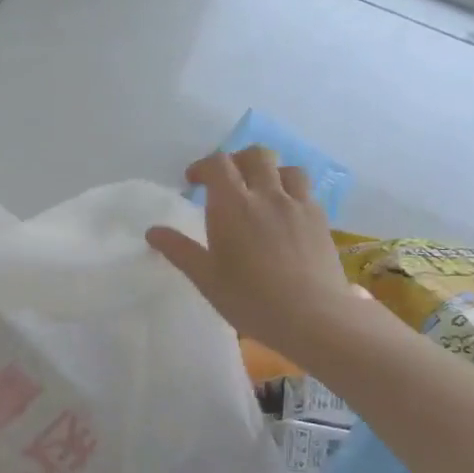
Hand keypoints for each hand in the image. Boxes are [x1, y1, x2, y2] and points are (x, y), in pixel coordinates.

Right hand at [146, 148, 365, 364]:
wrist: (313, 316)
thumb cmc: (250, 298)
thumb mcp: (206, 278)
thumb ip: (179, 250)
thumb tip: (152, 231)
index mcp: (232, 205)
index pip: (218, 164)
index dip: (203, 167)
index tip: (193, 182)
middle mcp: (266, 195)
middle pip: (255, 156)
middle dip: (237, 161)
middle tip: (226, 182)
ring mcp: (298, 205)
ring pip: (286, 168)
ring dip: (269, 172)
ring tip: (260, 192)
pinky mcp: (320, 220)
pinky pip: (305, 191)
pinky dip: (290, 191)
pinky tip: (284, 214)